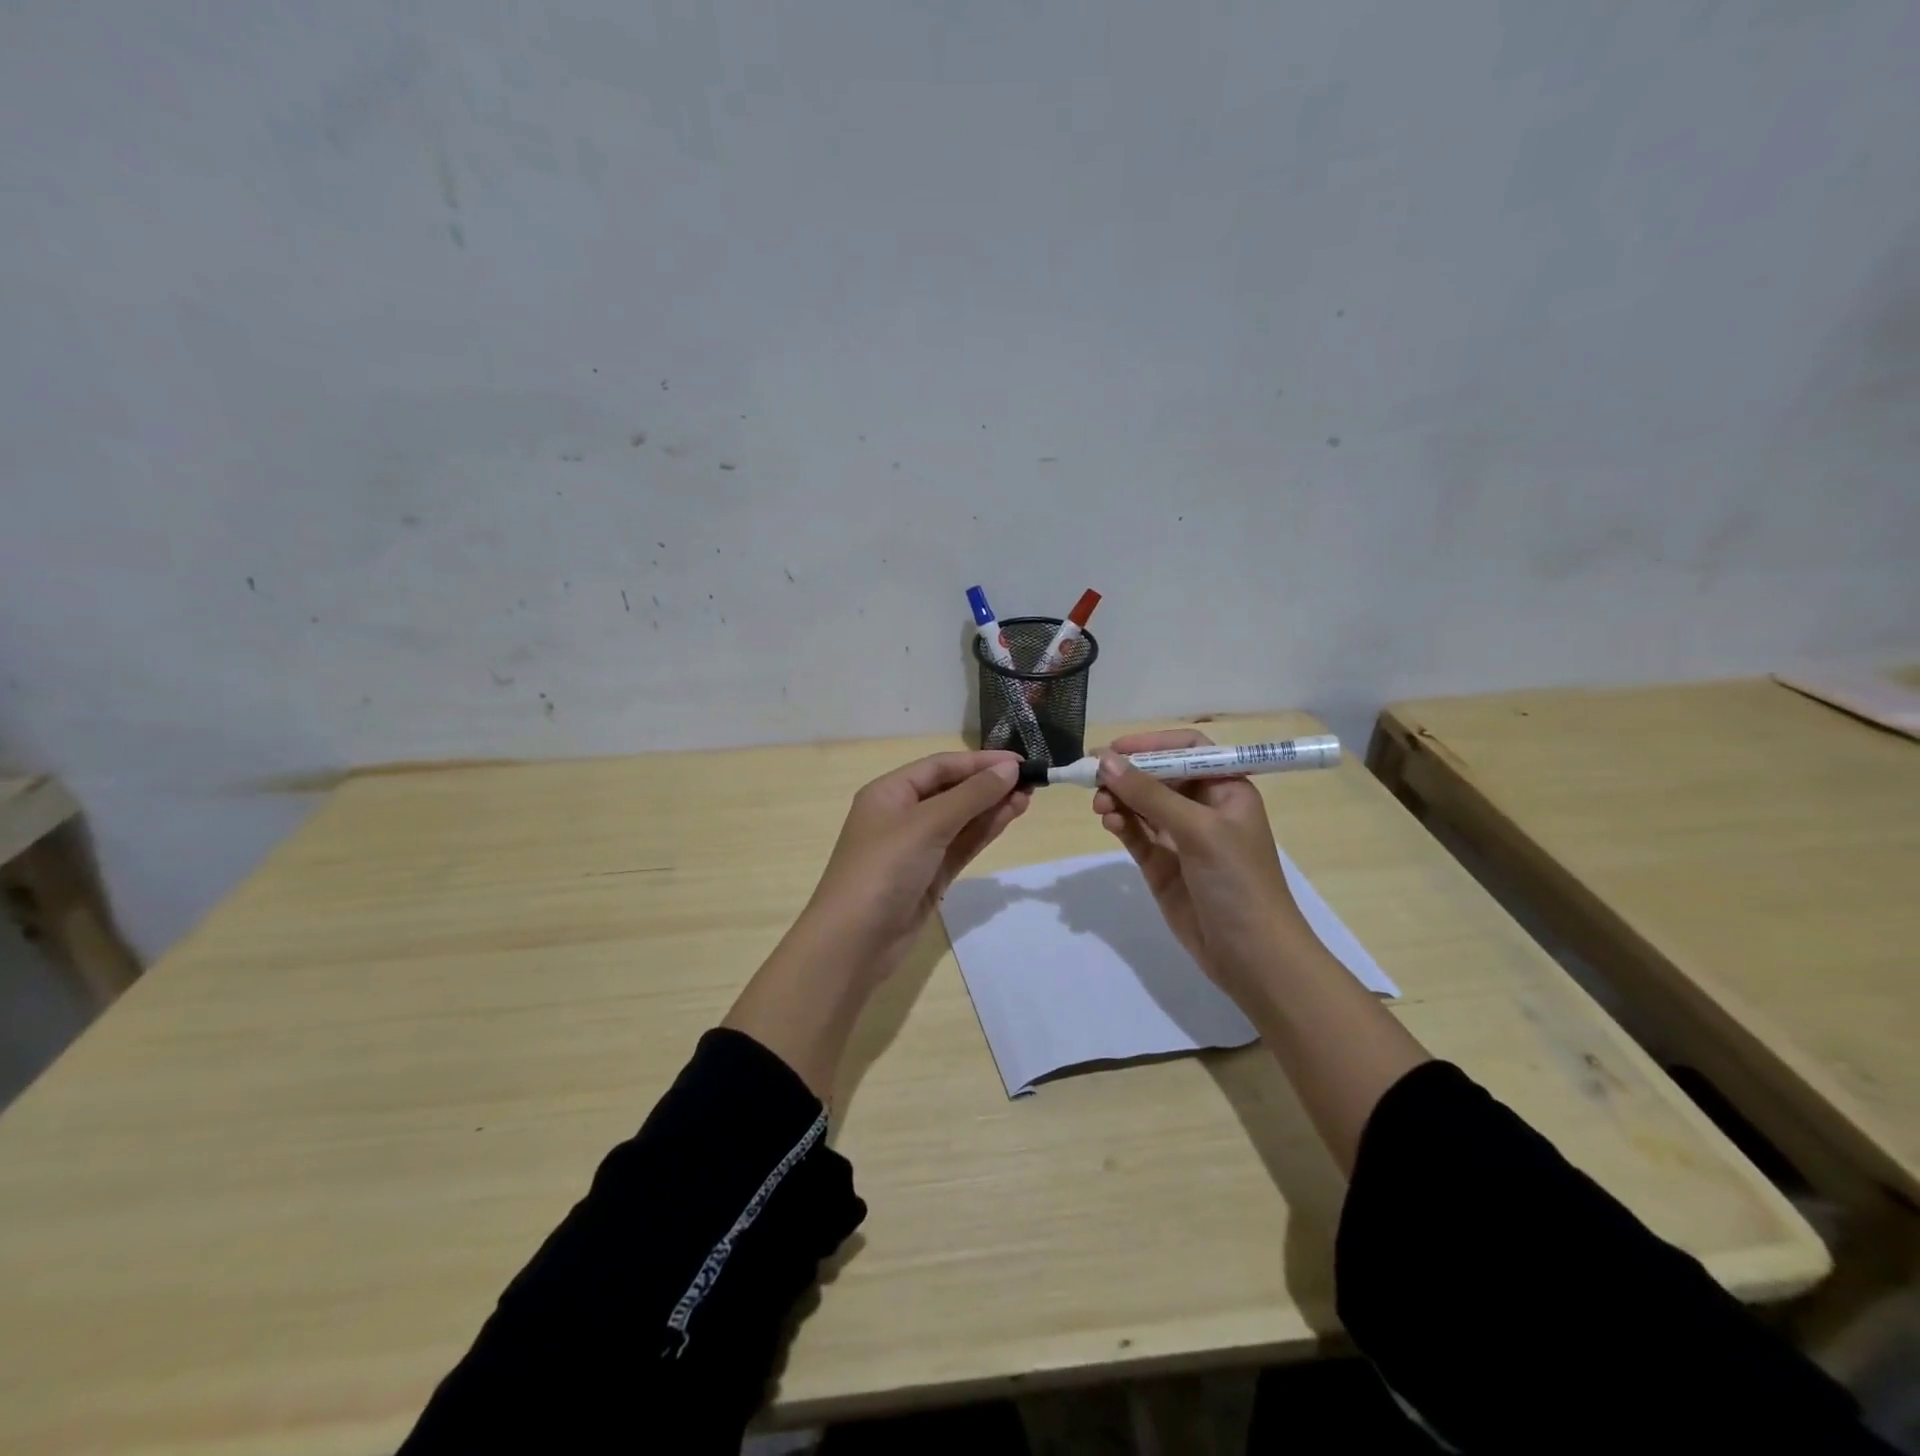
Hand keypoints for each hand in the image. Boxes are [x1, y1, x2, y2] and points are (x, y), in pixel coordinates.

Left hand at [725, 750, 1027, 1098]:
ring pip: (960, 819)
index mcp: (889, 792)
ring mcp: (916, 848)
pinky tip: (1009, 818)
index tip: (1020, 761)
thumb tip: (1010, 768)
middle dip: (989, 784)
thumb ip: (971, 796)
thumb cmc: (883, 870)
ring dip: (992, 807)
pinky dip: (984, 831)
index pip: (940, 766)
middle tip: (1032, 781)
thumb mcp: (927, 825)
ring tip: (1029, 797)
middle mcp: (902, 814)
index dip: (980, 762)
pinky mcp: (930, 875)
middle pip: (952, 790)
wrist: (854, 943)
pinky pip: (961, 845)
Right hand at [1091, 730, 1307, 1002]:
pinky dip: (1121, 825)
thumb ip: (1150, 794)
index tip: (1116, 749)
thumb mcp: (1199, 830)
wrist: (1252, 957)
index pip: (1188, 749)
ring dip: (1119, 799)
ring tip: (1100, 806)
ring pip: (1142, 805)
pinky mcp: (1162, 866)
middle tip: (1093, 777)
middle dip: (1128, 774)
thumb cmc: (1238, 881)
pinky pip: (1136, 834)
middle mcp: (1203, 808)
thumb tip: (1104, 760)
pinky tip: (1109, 822)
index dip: (1152, 744)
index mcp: (1227, 789)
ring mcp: (1181, 838)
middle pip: (1158, 776)